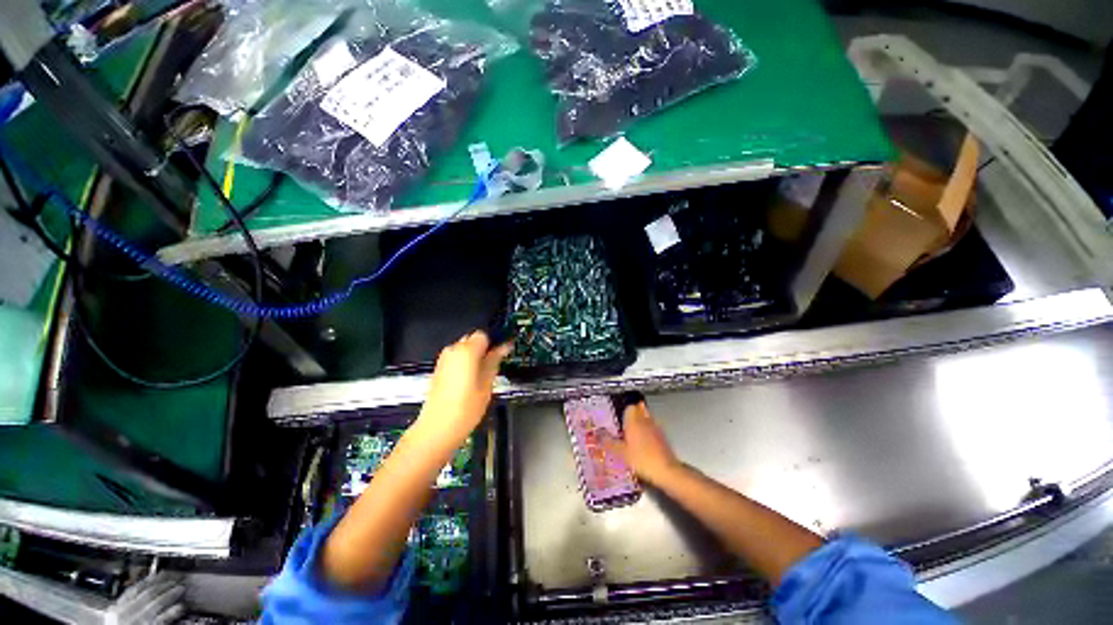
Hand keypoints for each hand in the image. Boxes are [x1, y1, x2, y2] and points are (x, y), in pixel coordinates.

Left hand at [417, 331, 511, 447]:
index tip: (500, 354)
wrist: (437, 428)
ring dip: (474, 357)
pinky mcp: (438, 369)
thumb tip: (504, 346)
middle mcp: (453, 350)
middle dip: (483, 349)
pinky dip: (464, 364)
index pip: (483, 334)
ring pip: (464, 349)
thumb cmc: (466, 407)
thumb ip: (495, 360)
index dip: (493, 343)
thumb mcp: (487, 383)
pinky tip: (468, 382)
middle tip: (492, 367)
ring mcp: (443, 360)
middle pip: (472, 339)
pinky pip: (455, 358)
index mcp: (467, 350)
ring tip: (480, 377)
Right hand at [608, 401, 680, 484]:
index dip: (624, 410)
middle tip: (626, 421)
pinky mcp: (663, 436)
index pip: (629, 407)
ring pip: (647, 417)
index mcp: (634, 422)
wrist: (666, 470)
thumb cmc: (642, 460)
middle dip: (633, 414)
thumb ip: (610, 443)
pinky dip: (649, 430)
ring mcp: (655, 427)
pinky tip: (645, 441)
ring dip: (641, 421)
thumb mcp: (621, 453)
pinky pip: (654, 427)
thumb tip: (600, 437)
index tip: (619, 416)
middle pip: (639, 409)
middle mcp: (645, 421)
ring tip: (635, 431)